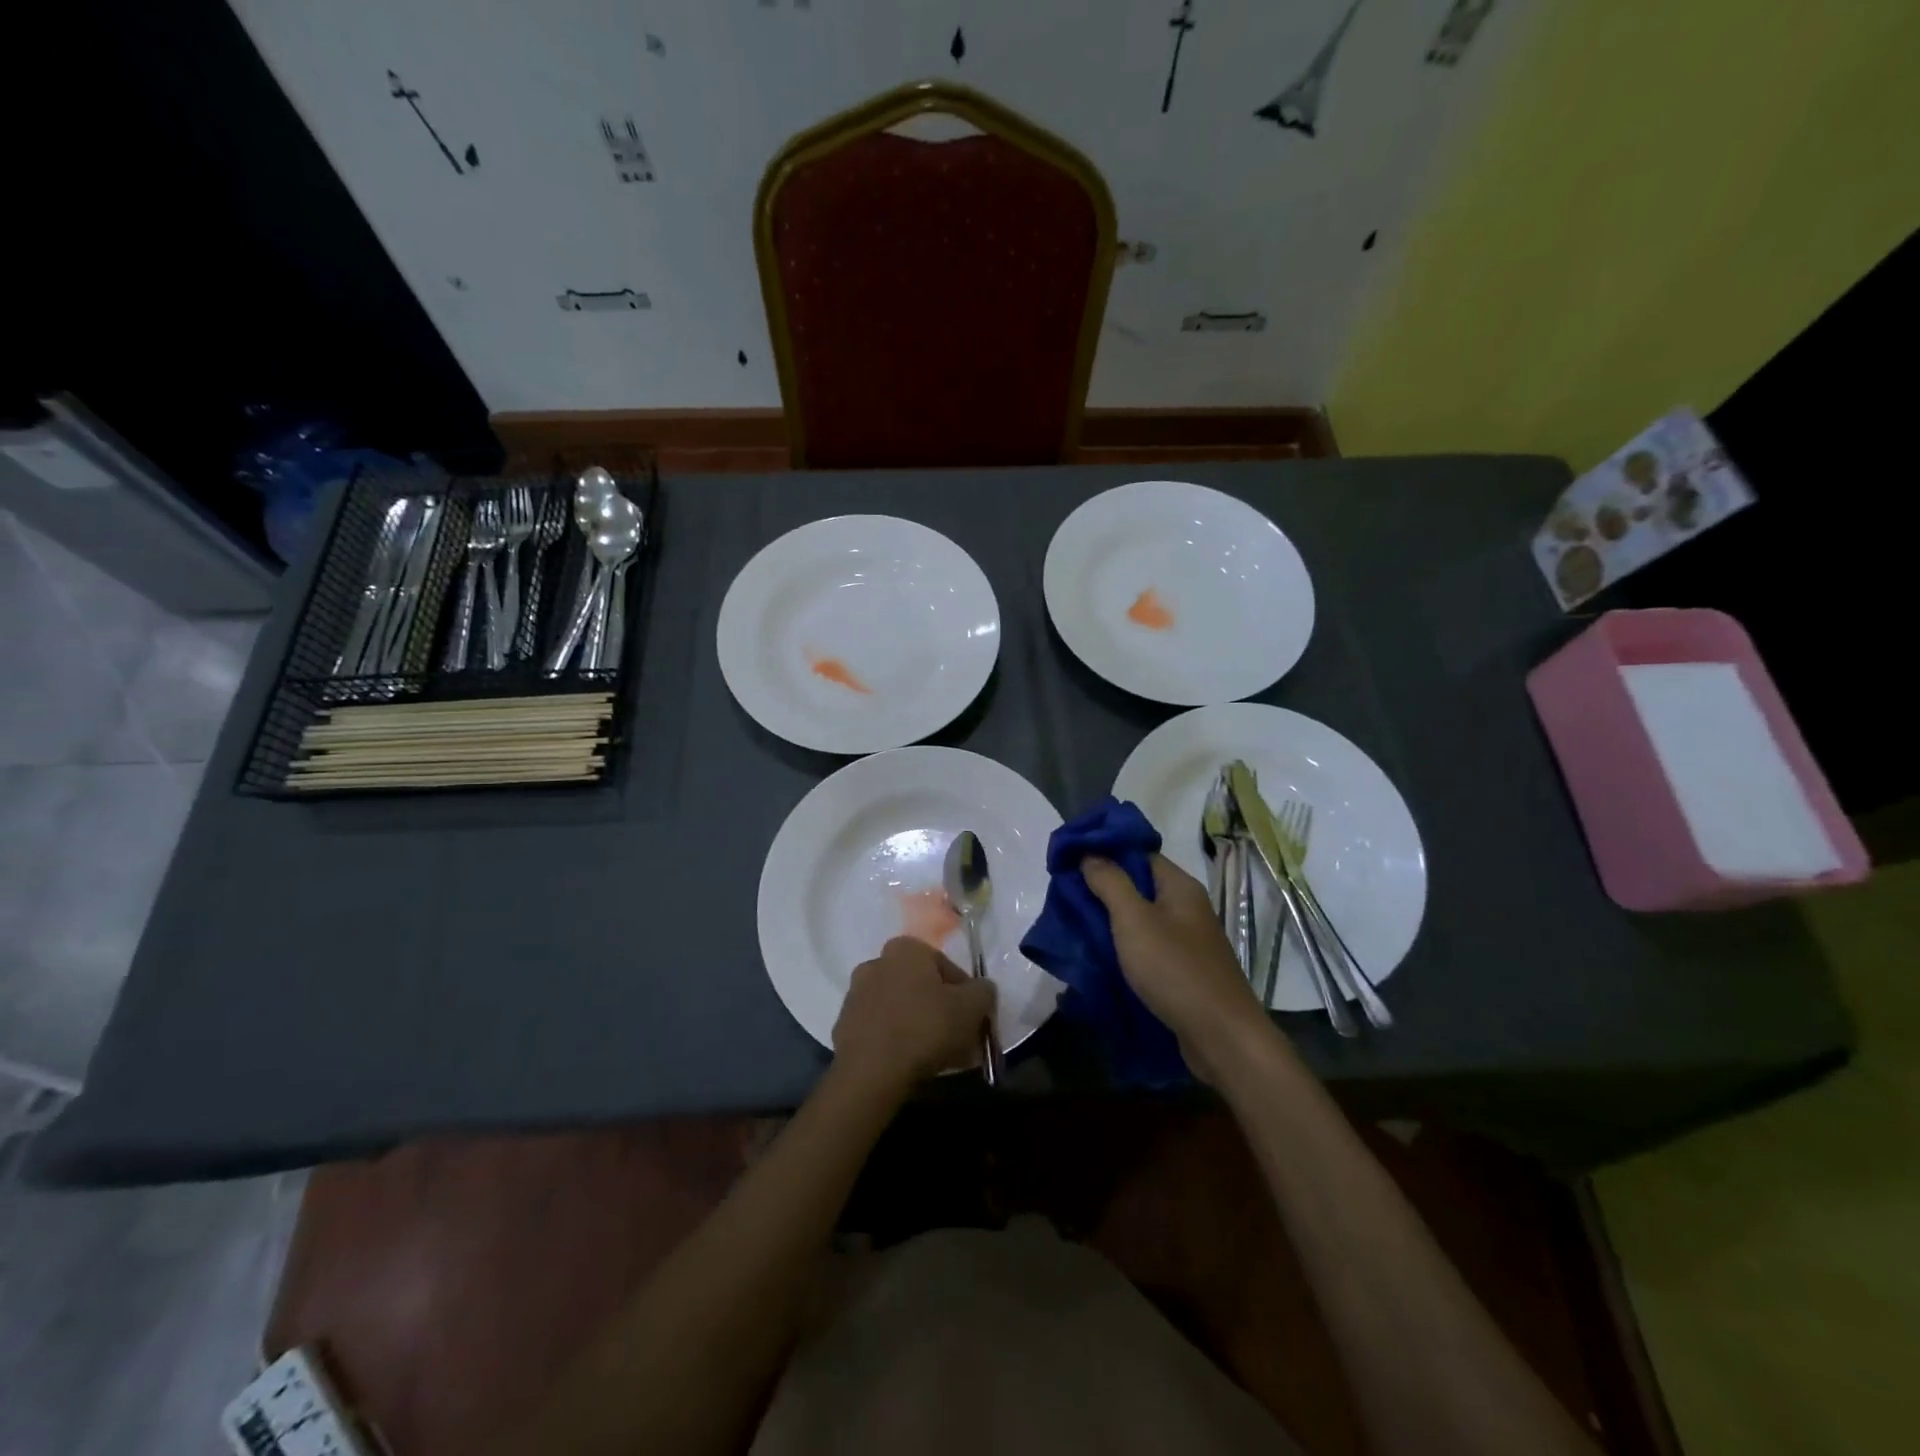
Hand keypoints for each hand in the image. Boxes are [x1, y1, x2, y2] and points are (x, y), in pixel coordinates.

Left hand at [833, 937, 995, 1092]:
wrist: (870, 1071)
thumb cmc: (926, 1028)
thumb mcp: (972, 1007)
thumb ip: (983, 991)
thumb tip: (981, 989)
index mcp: (906, 949)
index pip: (946, 966)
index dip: (965, 994)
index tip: (972, 1019)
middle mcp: (877, 962)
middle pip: (921, 986)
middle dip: (940, 1009)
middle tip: (956, 1038)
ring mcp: (856, 994)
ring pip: (900, 1007)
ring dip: (917, 1024)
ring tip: (934, 1055)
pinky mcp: (843, 1025)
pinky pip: (880, 1028)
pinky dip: (895, 1040)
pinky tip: (909, 1063)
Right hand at [1082, 855, 1271, 1082]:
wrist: (1221, 1036)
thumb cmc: (1175, 970)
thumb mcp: (1134, 920)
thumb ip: (1110, 883)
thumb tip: (1089, 853)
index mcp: (1179, 886)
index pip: (1138, 853)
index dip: (1104, 851)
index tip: (1069, 858)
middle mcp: (1185, 907)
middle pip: (1138, 885)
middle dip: (1101, 888)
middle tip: (1064, 894)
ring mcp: (1186, 940)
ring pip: (1140, 919)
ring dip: (1109, 920)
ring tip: (1073, 923)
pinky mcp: (1181, 969)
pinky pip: (1146, 947)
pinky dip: (1123, 947)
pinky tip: (1098, 955)